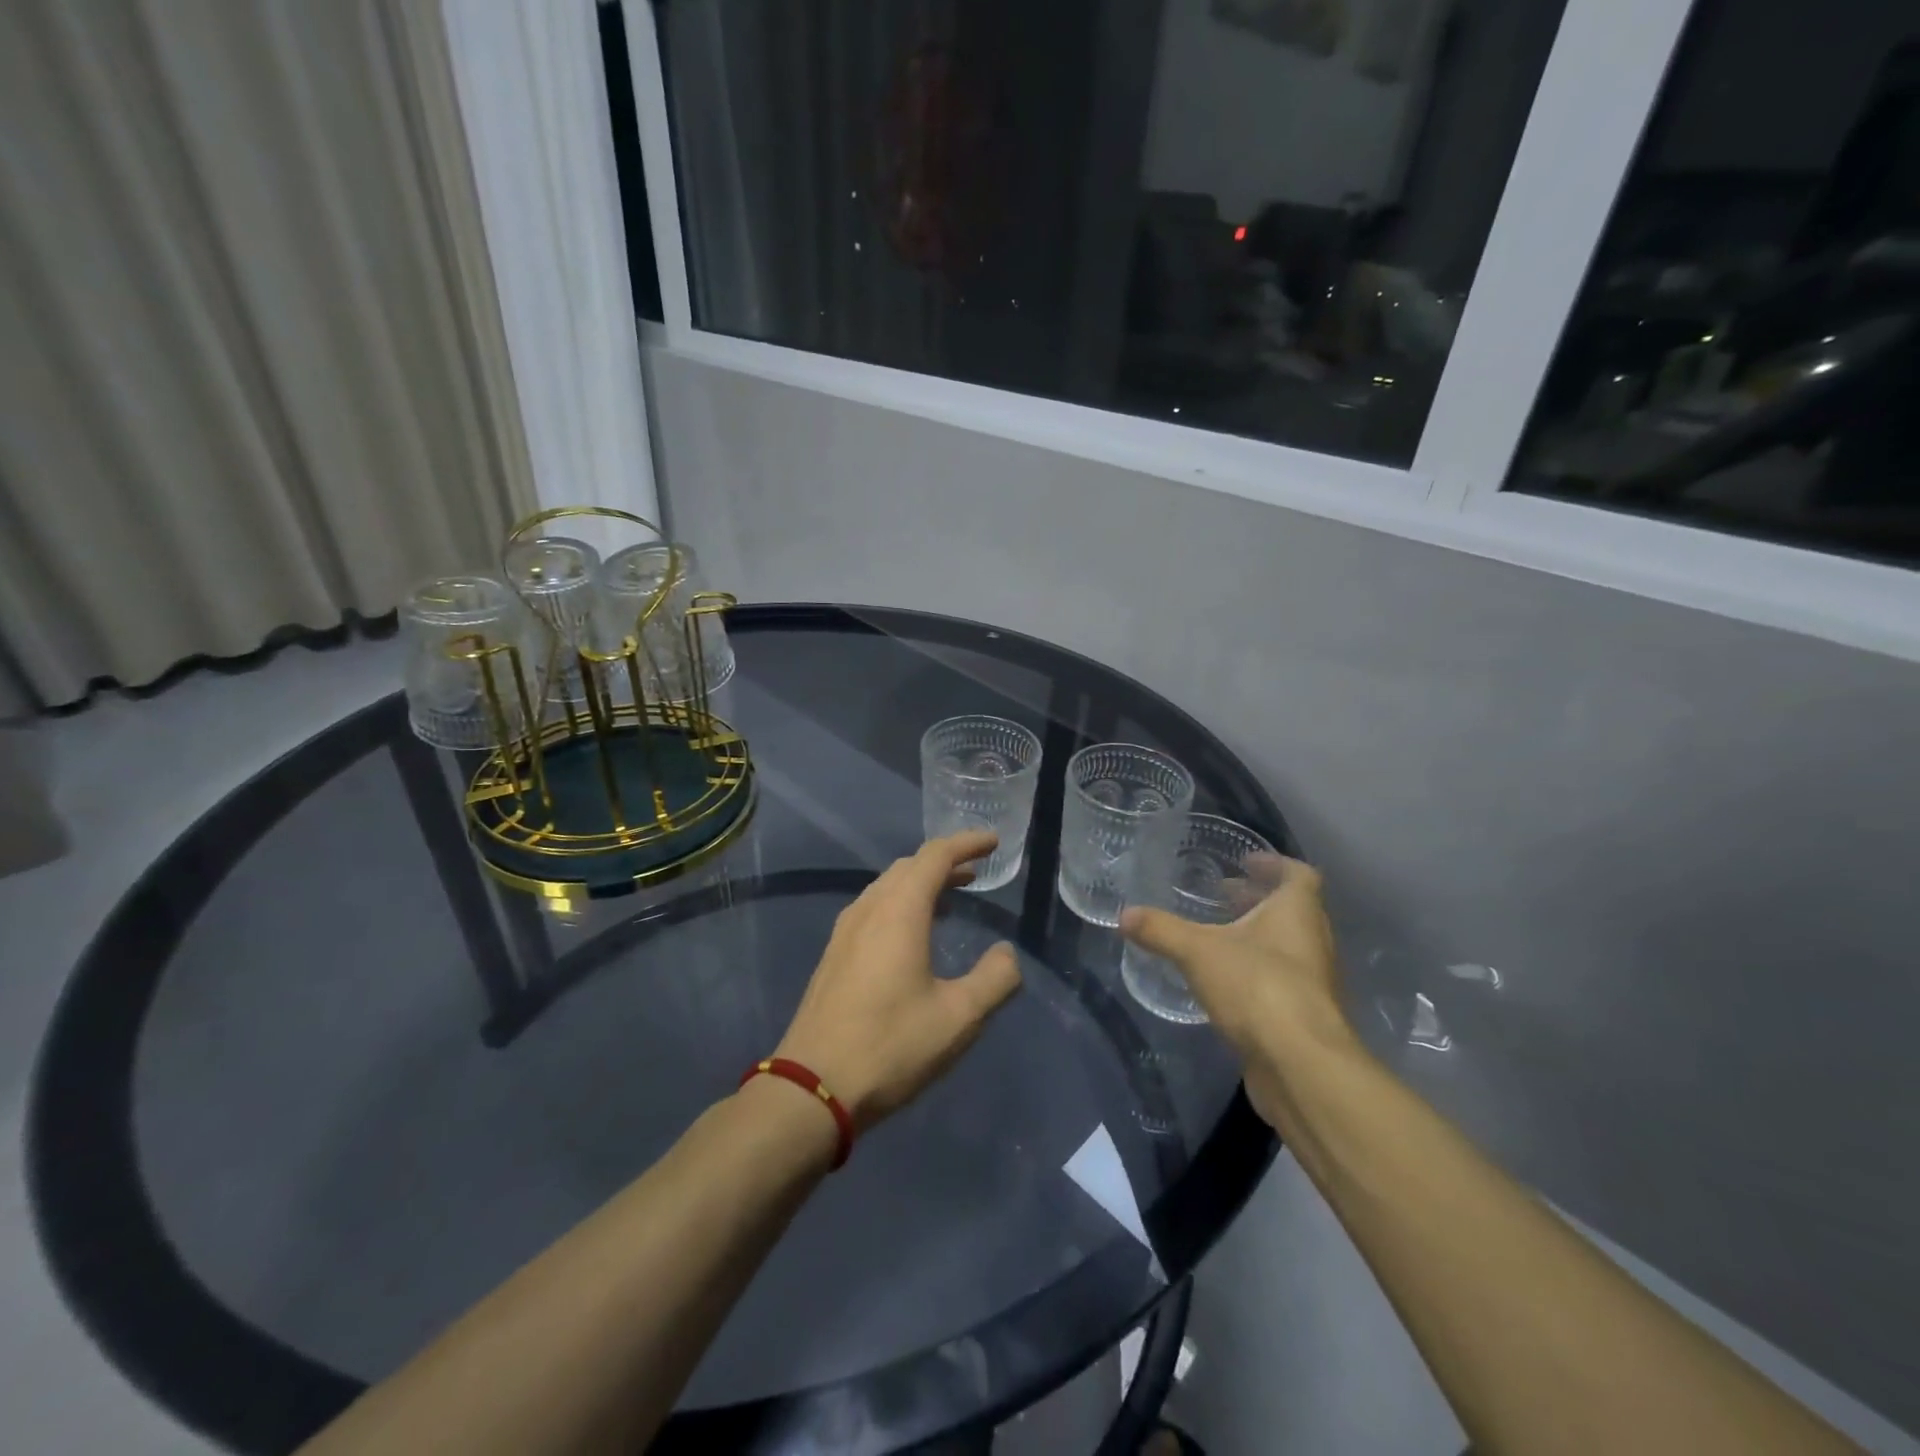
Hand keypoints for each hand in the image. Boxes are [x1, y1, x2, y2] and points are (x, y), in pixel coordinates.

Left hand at [774, 831, 1022, 1132]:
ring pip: (887, 887)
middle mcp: (869, 910)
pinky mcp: (834, 956)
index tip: (993, 841)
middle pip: (909, 867)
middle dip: (944, 862)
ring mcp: (845, 932)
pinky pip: (873, 909)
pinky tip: (911, 933)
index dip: (966, 843)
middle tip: (975, 871)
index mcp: (899, 912)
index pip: (935, 856)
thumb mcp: (959, 1018)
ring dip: (920, 883)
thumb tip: (1007, 954)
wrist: (813, 1087)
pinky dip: (900, 903)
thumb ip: (994, 979)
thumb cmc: (891, 1046)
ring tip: (949, 897)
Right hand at [1120, 856, 1351, 1129]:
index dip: (1274, 864)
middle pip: (1294, 910)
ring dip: (1259, 937)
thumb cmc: (1258, 987)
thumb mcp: (1198, 952)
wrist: (1301, 1066)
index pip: (1299, 874)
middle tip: (1223, 896)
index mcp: (1298, 912)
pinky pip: (1283, 981)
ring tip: (1219, 936)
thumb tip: (1124, 915)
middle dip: (1259, 900)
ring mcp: (1315, 982)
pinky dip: (1258, 972)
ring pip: (1289, 947)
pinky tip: (1225, 982)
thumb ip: (1161, 930)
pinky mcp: (1306, 1016)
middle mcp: (1314, 942)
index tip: (1245, 863)